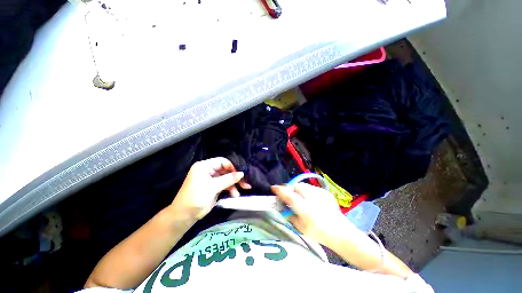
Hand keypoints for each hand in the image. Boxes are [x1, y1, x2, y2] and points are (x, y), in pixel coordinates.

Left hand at [171, 157, 250, 219]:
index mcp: (204, 166)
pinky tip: (234, 195)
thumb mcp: (212, 187)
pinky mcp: (215, 187)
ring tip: (238, 193)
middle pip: (226, 170)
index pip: (222, 161)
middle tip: (245, 183)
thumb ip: (228, 179)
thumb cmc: (195, 198)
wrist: (185, 216)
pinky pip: (226, 185)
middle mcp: (209, 170)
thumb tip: (242, 173)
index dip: (232, 167)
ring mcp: (212, 179)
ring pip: (227, 178)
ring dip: (234, 185)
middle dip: (235, 177)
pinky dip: (231, 189)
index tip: (241, 174)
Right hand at [272, 183, 353, 244]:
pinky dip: (307, 191)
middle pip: (296, 186)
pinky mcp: (325, 192)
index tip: (273, 188)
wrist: (341, 233)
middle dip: (290, 189)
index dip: (280, 190)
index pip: (289, 195)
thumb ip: (290, 216)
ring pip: (303, 185)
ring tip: (300, 197)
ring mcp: (320, 193)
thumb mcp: (301, 228)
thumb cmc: (319, 233)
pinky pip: (311, 188)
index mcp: (304, 208)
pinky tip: (310, 199)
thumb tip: (284, 209)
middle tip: (289, 195)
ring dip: (298, 189)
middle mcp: (312, 198)